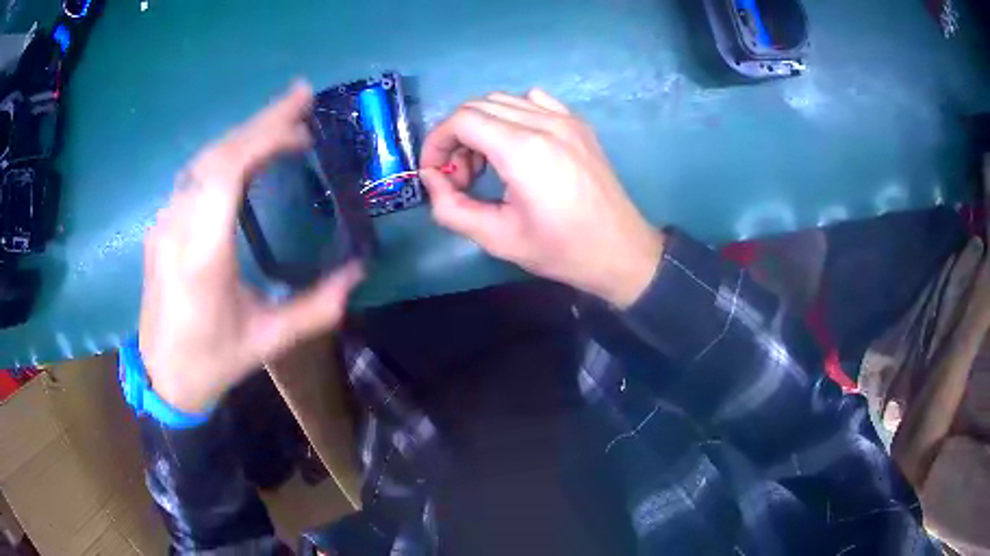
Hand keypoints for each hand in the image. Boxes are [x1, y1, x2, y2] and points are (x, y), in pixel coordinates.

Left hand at [140, 83, 363, 413]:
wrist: (162, 377)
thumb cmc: (213, 362)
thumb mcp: (268, 340)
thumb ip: (317, 307)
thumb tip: (358, 272)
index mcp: (202, 255)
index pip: (227, 172)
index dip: (264, 137)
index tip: (302, 121)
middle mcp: (177, 228)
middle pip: (216, 155)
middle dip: (261, 121)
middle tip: (302, 99)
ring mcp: (164, 224)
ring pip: (202, 161)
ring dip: (243, 135)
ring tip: (282, 122)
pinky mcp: (161, 226)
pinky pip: (193, 177)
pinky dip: (225, 155)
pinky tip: (246, 155)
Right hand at [419, 90, 662, 307]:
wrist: (620, 251)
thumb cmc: (561, 250)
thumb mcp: (497, 239)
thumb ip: (451, 208)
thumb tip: (431, 177)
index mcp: (523, 150)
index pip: (461, 120)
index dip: (437, 142)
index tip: (435, 172)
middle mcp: (544, 122)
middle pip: (478, 106)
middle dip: (456, 137)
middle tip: (461, 176)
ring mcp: (565, 119)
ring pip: (504, 100)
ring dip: (482, 125)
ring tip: (486, 164)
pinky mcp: (578, 124)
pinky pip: (534, 101)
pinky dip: (512, 115)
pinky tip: (517, 145)